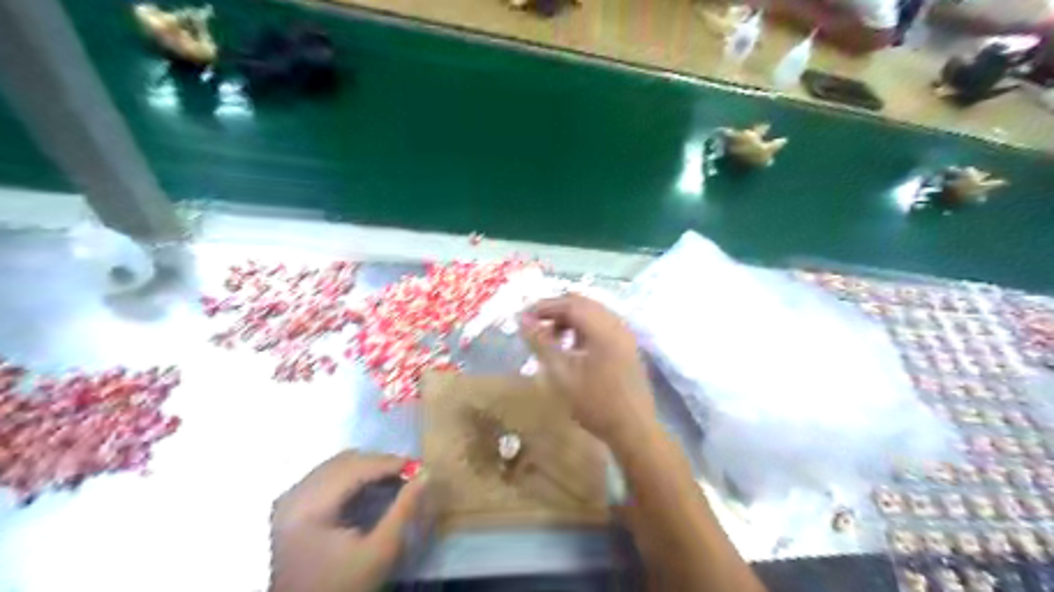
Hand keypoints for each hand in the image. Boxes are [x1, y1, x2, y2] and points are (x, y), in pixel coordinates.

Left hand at [267, 451, 428, 590]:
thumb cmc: (344, 587)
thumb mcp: (380, 551)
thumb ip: (404, 509)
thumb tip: (425, 473)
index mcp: (308, 507)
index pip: (354, 469)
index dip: (389, 463)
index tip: (419, 465)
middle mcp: (294, 495)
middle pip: (344, 462)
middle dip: (379, 463)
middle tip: (409, 473)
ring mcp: (289, 500)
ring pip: (335, 465)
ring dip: (367, 468)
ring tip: (394, 479)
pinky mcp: (290, 506)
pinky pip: (326, 476)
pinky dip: (351, 476)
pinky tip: (370, 487)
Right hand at [517, 294, 656, 446]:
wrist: (633, 429)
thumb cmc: (595, 403)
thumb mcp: (562, 374)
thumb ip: (541, 343)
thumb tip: (523, 320)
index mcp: (603, 328)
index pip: (570, 303)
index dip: (544, 306)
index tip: (522, 317)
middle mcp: (617, 324)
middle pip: (583, 303)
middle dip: (556, 310)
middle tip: (534, 325)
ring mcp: (625, 335)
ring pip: (593, 313)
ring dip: (570, 319)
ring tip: (551, 338)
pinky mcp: (628, 346)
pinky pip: (602, 325)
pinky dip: (583, 328)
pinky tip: (572, 347)